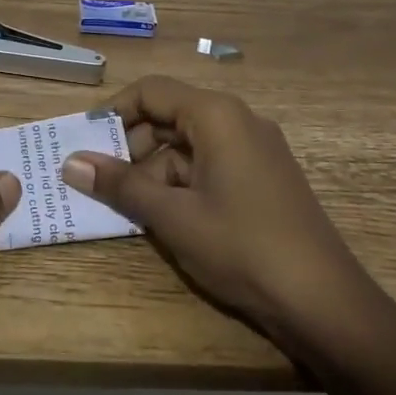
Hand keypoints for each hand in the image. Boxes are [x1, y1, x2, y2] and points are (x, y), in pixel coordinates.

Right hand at [62, 76, 381, 351]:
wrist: (324, 302)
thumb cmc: (241, 247)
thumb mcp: (172, 216)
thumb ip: (120, 185)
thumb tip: (71, 162)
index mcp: (216, 115)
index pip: (151, 91)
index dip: (113, 112)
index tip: (85, 143)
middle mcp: (238, 120)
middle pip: (170, 116)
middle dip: (133, 147)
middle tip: (103, 183)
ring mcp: (255, 149)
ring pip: (188, 145)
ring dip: (156, 171)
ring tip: (132, 209)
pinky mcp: (264, 178)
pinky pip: (210, 165)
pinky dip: (182, 184)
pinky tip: (168, 218)